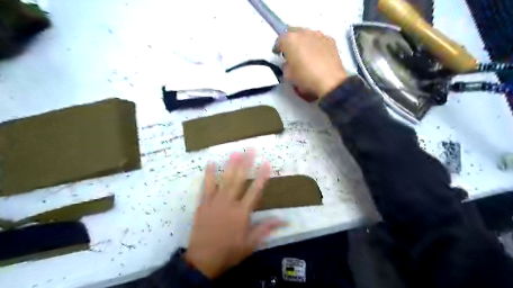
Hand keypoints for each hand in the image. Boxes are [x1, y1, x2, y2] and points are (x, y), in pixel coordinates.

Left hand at [185, 151, 283, 277]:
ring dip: (229, 165)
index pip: (255, 191)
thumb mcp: (251, 243)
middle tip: (250, 149)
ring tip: (234, 152)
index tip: (266, 163)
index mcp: (242, 213)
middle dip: (246, 163)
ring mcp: (215, 202)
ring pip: (224, 180)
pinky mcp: (203, 204)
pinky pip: (206, 186)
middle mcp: (229, 203)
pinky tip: (210, 163)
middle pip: (239, 180)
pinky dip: (208, 174)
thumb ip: (266, 228)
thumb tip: (284, 220)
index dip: (262, 176)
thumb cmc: (229, 252)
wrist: (203, 260)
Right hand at [279, 28, 345, 97]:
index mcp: (290, 40)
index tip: (278, 54)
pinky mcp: (330, 40)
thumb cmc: (306, 78)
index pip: (279, 40)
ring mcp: (318, 35)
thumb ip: (286, 65)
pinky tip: (317, 56)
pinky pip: (318, 40)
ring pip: (307, 34)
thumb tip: (289, 63)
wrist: (330, 81)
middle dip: (291, 41)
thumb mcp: (288, 75)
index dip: (278, 48)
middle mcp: (304, 33)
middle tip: (291, 53)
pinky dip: (316, 45)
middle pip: (293, 32)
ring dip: (304, 42)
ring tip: (305, 54)